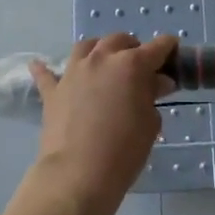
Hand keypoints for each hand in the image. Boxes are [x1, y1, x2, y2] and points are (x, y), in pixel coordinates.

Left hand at [29, 33, 175, 214]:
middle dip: (133, 48)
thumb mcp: (150, 123)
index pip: (158, 47)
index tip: (174, 56)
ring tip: (104, 64)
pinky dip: (46, 68)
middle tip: (141, 68)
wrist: (78, 174)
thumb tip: (157, 82)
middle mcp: (102, 59)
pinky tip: (40, 64)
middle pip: (120, 40)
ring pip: (87, 46)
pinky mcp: (53, 90)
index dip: (169, 49)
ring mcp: (74, 71)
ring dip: (99, 50)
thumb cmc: (124, 151)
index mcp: (132, 64)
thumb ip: (152, 96)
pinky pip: (47, 73)